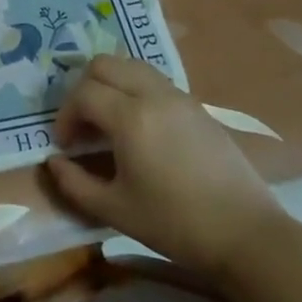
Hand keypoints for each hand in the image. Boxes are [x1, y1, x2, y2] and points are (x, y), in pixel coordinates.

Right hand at [45, 55, 285, 277]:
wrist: (248, 236)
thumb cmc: (175, 224)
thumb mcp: (114, 209)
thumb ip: (74, 183)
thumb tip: (53, 162)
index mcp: (130, 118)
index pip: (83, 94)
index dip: (65, 116)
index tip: (65, 145)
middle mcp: (153, 96)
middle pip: (104, 65)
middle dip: (83, 88)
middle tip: (82, 124)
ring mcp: (180, 98)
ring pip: (131, 66)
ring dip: (110, 84)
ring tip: (107, 120)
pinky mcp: (198, 107)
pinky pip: (155, 81)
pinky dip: (134, 90)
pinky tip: (138, 127)